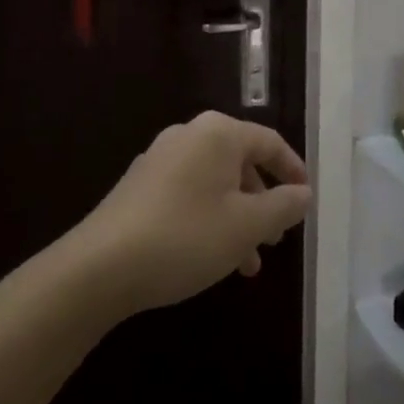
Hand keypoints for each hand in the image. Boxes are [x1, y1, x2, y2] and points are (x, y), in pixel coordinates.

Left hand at [82, 112, 312, 311]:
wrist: (97, 270)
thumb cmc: (186, 237)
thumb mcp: (247, 225)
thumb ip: (283, 206)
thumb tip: (303, 193)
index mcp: (219, 133)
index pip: (270, 143)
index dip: (293, 171)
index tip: (306, 200)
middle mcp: (189, 136)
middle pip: (241, 163)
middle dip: (264, 202)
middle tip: (277, 238)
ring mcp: (159, 160)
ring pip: (215, 184)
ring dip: (237, 218)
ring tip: (247, 263)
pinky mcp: (138, 188)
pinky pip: (189, 194)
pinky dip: (209, 218)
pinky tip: (211, 256)